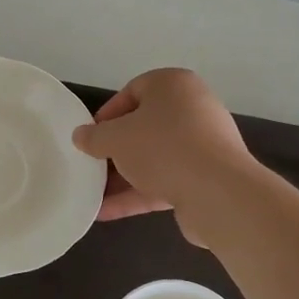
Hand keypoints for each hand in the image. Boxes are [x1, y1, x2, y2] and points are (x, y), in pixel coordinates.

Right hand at [71, 68, 255, 238]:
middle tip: (91, 165)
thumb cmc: (162, 148)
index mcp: (173, 86)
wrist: (217, 192)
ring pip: (153, 158)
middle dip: (115, 149)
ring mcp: (202, 145)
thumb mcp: (116, 138)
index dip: (107, 114)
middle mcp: (192, 109)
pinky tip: (105, 213)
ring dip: (123, 177)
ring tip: (93, 194)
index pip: (133, 91)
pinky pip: (164, 182)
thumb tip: (80, 136)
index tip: (90, 137)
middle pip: (144, 127)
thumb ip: (94, 137)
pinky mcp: (204, 178)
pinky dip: (137, 194)